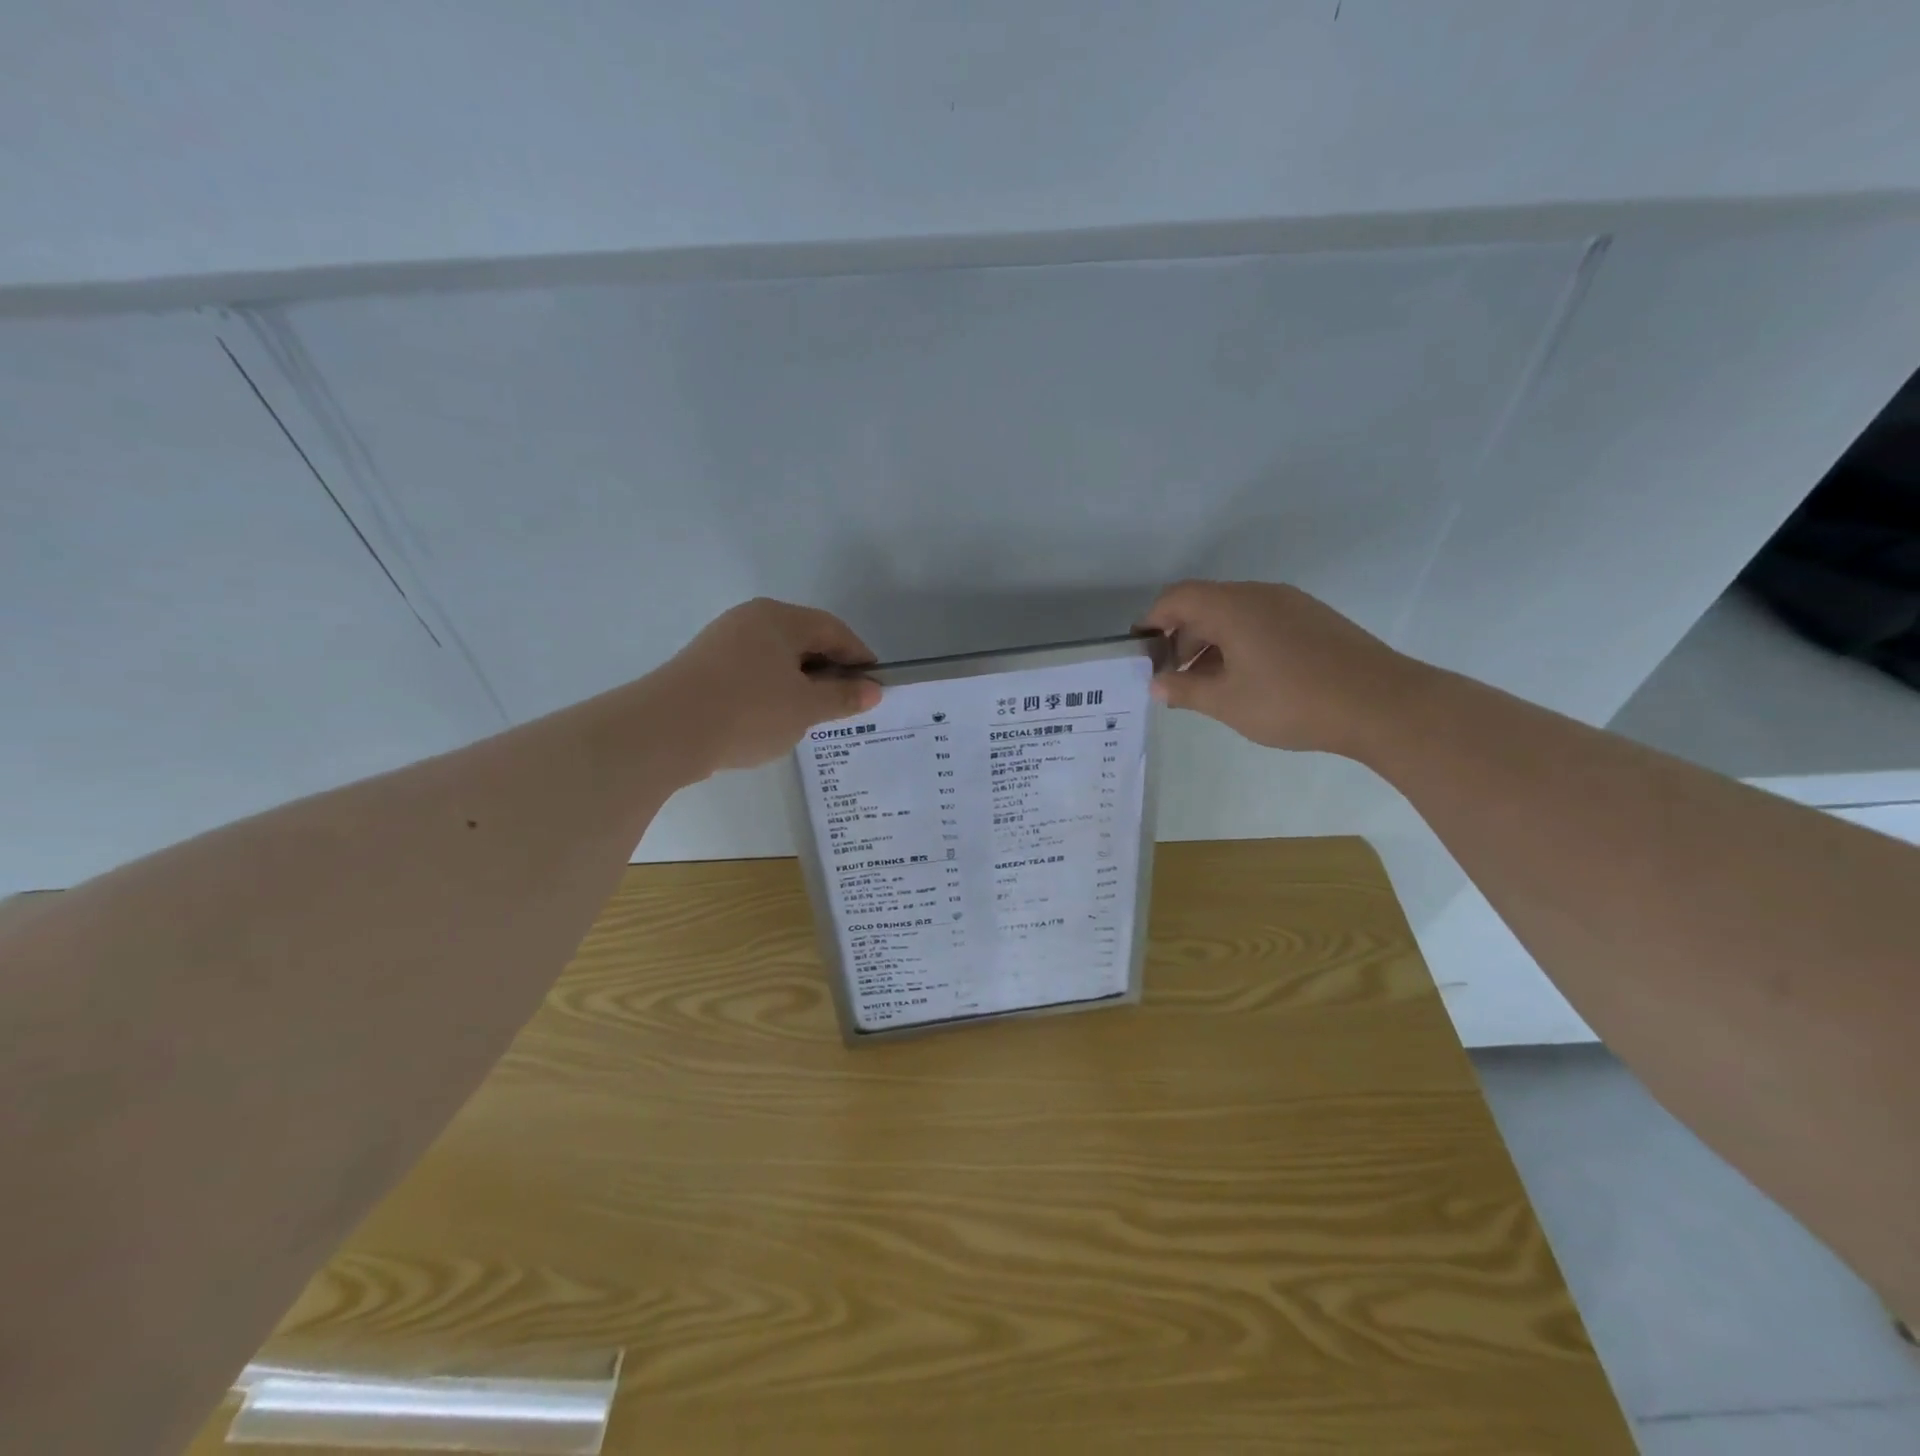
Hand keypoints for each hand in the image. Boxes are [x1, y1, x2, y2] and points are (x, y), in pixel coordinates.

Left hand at [655, 599, 881, 774]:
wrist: (665, 731)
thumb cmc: (748, 711)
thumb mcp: (805, 708)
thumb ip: (842, 697)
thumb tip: (873, 690)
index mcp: (779, 619)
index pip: (833, 630)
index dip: (859, 656)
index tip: (874, 686)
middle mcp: (750, 620)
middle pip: (803, 640)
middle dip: (828, 671)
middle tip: (845, 704)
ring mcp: (722, 642)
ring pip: (776, 659)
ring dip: (799, 684)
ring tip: (811, 716)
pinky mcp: (703, 667)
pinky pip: (751, 673)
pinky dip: (771, 691)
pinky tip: (772, 719)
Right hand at [1138, 580, 1422, 756]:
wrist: (1383, 704)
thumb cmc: (1293, 702)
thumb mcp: (1227, 702)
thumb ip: (1185, 690)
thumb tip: (1158, 683)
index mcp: (1233, 607)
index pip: (1177, 597)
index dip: (1152, 621)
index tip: (1141, 653)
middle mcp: (1261, 595)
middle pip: (1205, 604)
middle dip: (1180, 637)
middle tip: (1172, 677)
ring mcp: (1293, 604)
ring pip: (1235, 614)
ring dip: (1211, 643)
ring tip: (1206, 684)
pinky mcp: (1315, 620)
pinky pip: (1262, 622)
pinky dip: (1241, 643)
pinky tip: (1247, 679)